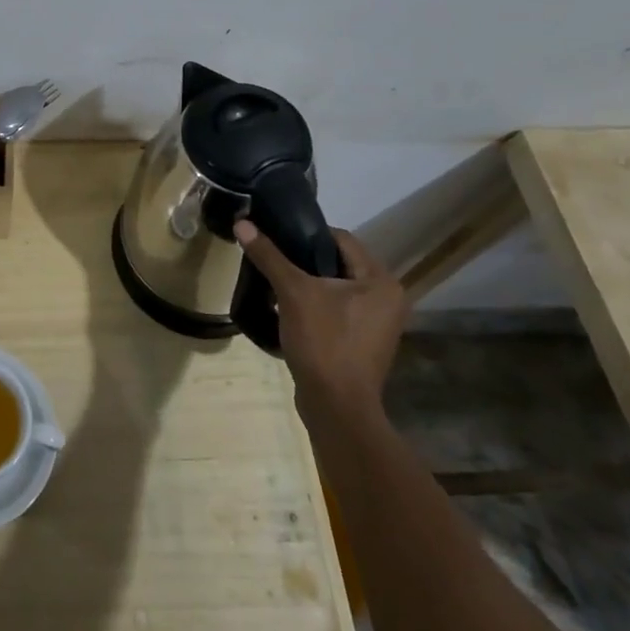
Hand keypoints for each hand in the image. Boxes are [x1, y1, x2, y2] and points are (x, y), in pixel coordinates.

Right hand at [235, 220, 408, 423]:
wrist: (336, 407)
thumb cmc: (324, 342)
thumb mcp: (293, 293)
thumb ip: (269, 256)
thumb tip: (242, 222)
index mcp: (381, 281)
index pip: (341, 239)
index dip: (307, 234)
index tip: (277, 237)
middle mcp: (387, 298)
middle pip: (338, 263)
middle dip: (304, 260)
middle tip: (273, 258)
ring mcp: (378, 324)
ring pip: (336, 288)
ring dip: (308, 284)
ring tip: (275, 281)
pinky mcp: (364, 343)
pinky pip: (337, 310)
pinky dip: (315, 305)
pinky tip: (287, 309)